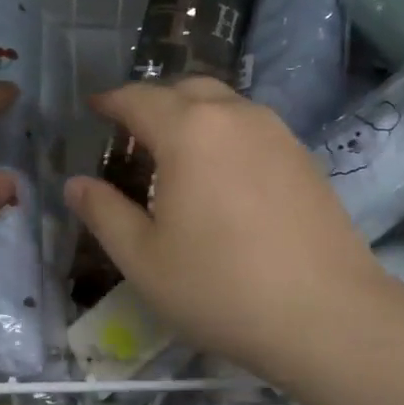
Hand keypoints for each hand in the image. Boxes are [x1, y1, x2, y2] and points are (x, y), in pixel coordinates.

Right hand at [63, 77, 389, 377]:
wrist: (327, 315)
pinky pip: (253, 127)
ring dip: (194, 116)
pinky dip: (226, 134)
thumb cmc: (221, 288)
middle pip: (186, 89)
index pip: (139, 98)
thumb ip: (104, 213)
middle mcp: (235, 116)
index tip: (93, 108)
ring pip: (225, 105)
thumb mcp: (144, 259)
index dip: (111, 101)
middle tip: (133, 135)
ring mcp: (278, 133)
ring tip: (177, 155)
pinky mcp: (305, 157)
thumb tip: (76, 183)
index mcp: (189, 131)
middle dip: (154, 102)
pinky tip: (223, 177)